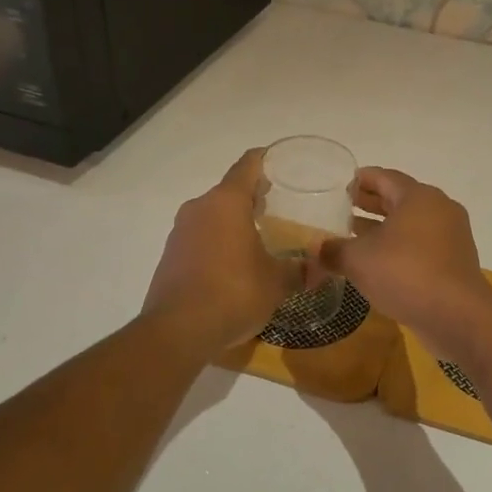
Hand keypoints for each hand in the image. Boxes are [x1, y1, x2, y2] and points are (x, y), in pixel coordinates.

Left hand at [142, 149, 301, 354]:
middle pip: (230, 191)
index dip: (268, 159)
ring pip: (213, 215)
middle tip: (282, 208)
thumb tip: (321, 268)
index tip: (285, 164)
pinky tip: (236, 265)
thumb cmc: (234, 293)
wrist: (177, 331)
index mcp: (227, 202)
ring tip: (262, 238)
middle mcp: (199, 207)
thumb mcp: (277, 283)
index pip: (249, 164)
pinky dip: (219, 243)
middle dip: (255, 197)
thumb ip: (300, 270)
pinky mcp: (170, 256)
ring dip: (235, 222)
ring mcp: (180, 231)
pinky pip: (200, 238)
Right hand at [316, 168, 491, 358]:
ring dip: (384, 228)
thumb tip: (315, 248)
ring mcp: (451, 236)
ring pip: (411, 224)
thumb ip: (333, 250)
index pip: (385, 177)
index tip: (343, 185)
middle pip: (400, 198)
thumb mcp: (359, 260)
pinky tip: (379, 262)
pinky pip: (422, 245)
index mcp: (418, 197)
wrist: (457, 315)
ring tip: (355, 235)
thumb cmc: (405, 273)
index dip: (362, 180)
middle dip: (372, 203)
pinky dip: (400, 246)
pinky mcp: (455, 261)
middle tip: (345, 207)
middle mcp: (439, 209)